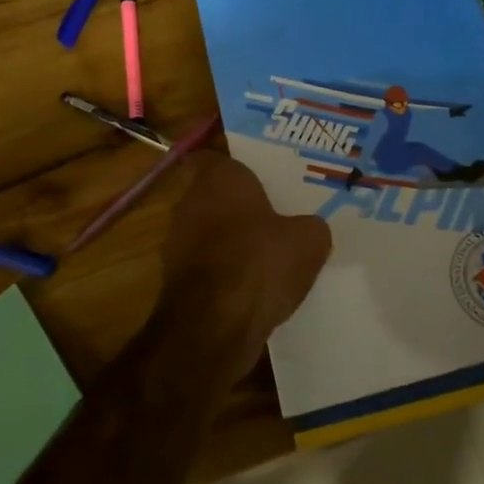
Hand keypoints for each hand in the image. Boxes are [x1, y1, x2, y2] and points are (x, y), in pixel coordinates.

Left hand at [158, 152, 332, 379]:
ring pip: (206, 231)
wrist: (214, 326)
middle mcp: (189, 202)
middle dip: (237, 205)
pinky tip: (250, 287)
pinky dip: (222, 272)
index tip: (260, 178)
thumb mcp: (309, 240)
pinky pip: (204, 266)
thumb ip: (309, 226)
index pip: (215, 157)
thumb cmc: (261, 262)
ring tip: (264, 255)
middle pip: (212, 195)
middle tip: (272, 215)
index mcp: (220, 178)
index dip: (236, 167)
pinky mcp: (174, 280)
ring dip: (228, 241)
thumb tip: (307, 229)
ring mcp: (176, 242)